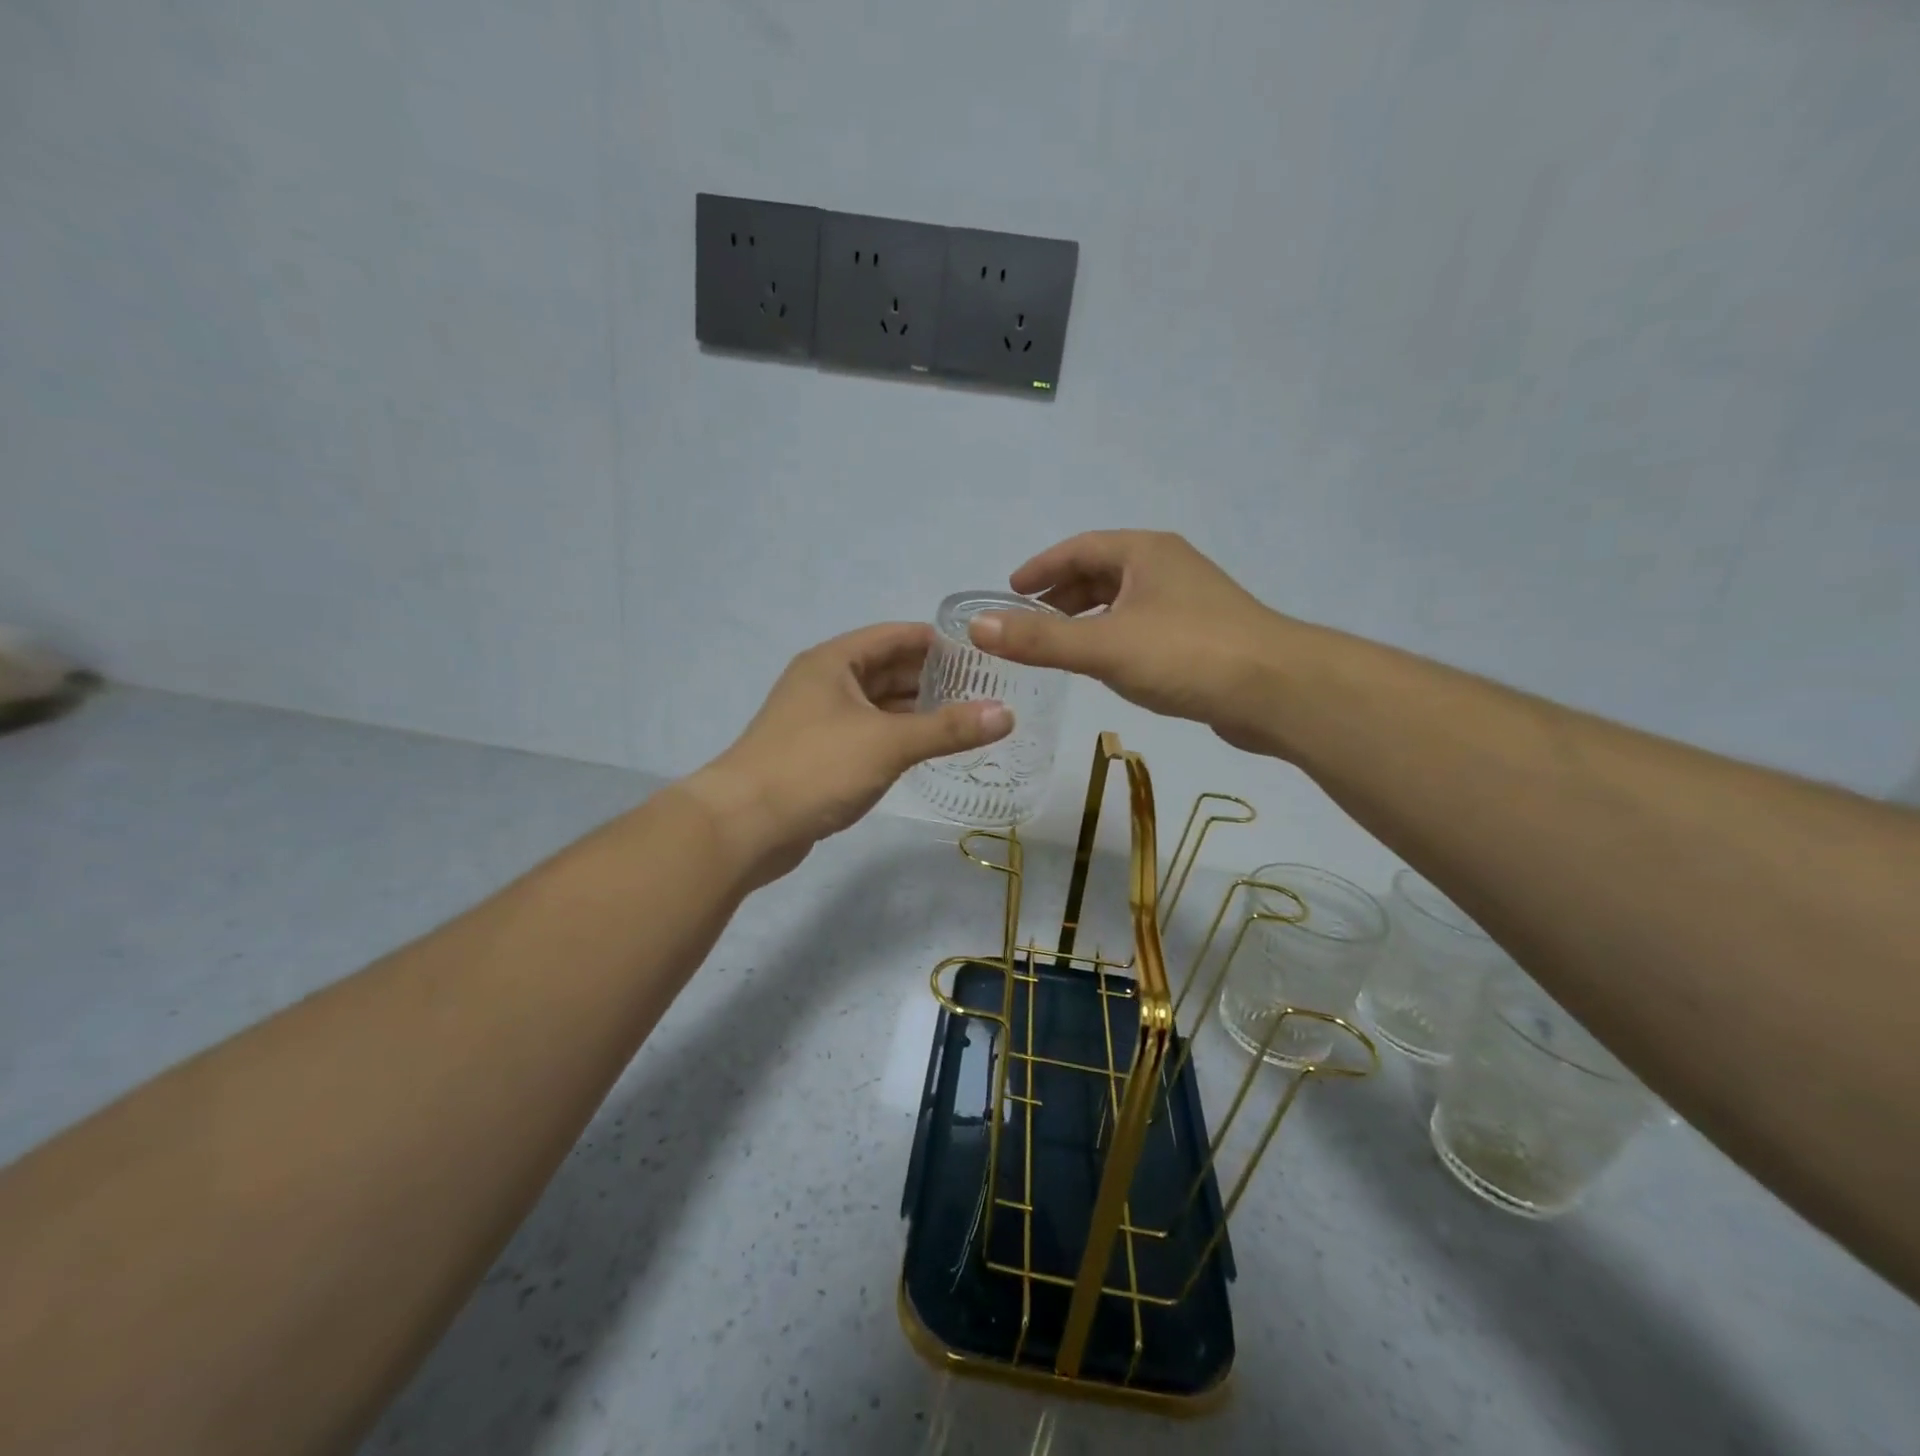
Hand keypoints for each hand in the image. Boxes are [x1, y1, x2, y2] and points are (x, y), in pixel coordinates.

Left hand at [684, 622, 1011, 885]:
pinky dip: (897, 736)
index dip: (938, 641)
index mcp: (834, 662)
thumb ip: (948, 728)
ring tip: (966, 719)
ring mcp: (818, 720)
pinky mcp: (817, 755)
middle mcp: (824, 683)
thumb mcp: (888, 743)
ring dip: (916, 710)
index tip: (981, 652)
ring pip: (877, 705)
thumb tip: (1006, 713)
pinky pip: (867, 734)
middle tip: (984, 689)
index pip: (895, 636)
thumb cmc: (815, 767)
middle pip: (887, 669)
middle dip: (932, 678)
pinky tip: (927, 749)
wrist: (744, 826)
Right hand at [970, 531, 1290, 753]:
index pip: (1079, 548)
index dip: (1041, 567)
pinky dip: (1114, 636)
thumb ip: (1040, 639)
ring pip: (1124, 600)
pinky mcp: (1202, 635)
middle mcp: (1167, 567)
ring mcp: (1189, 600)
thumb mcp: (1104, 646)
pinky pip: (1143, 625)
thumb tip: (978, 626)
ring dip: (1088, 616)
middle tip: (1029, 621)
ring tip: (1059, 644)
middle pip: (1101, 571)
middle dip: (1062, 594)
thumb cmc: (1187, 655)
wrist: (1277, 690)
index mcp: (1144, 553)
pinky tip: (1107, 664)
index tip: (1010, 590)